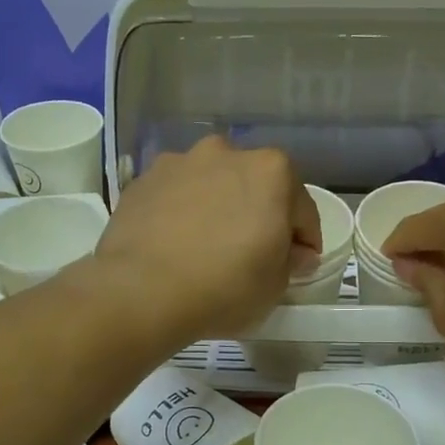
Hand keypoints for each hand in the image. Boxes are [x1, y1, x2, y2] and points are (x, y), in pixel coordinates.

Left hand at [95, 136, 319, 347]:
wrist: (141, 292)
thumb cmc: (224, 287)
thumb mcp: (275, 286)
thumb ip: (291, 261)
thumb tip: (293, 253)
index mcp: (272, 171)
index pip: (302, 209)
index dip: (303, 240)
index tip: (297, 264)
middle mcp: (226, 152)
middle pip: (253, 186)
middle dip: (257, 214)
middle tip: (251, 254)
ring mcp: (179, 163)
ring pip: (210, 185)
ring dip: (216, 207)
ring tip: (206, 247)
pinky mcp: (142, 181)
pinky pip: (174, 197)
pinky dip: (180, 213)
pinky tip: (174, 245)